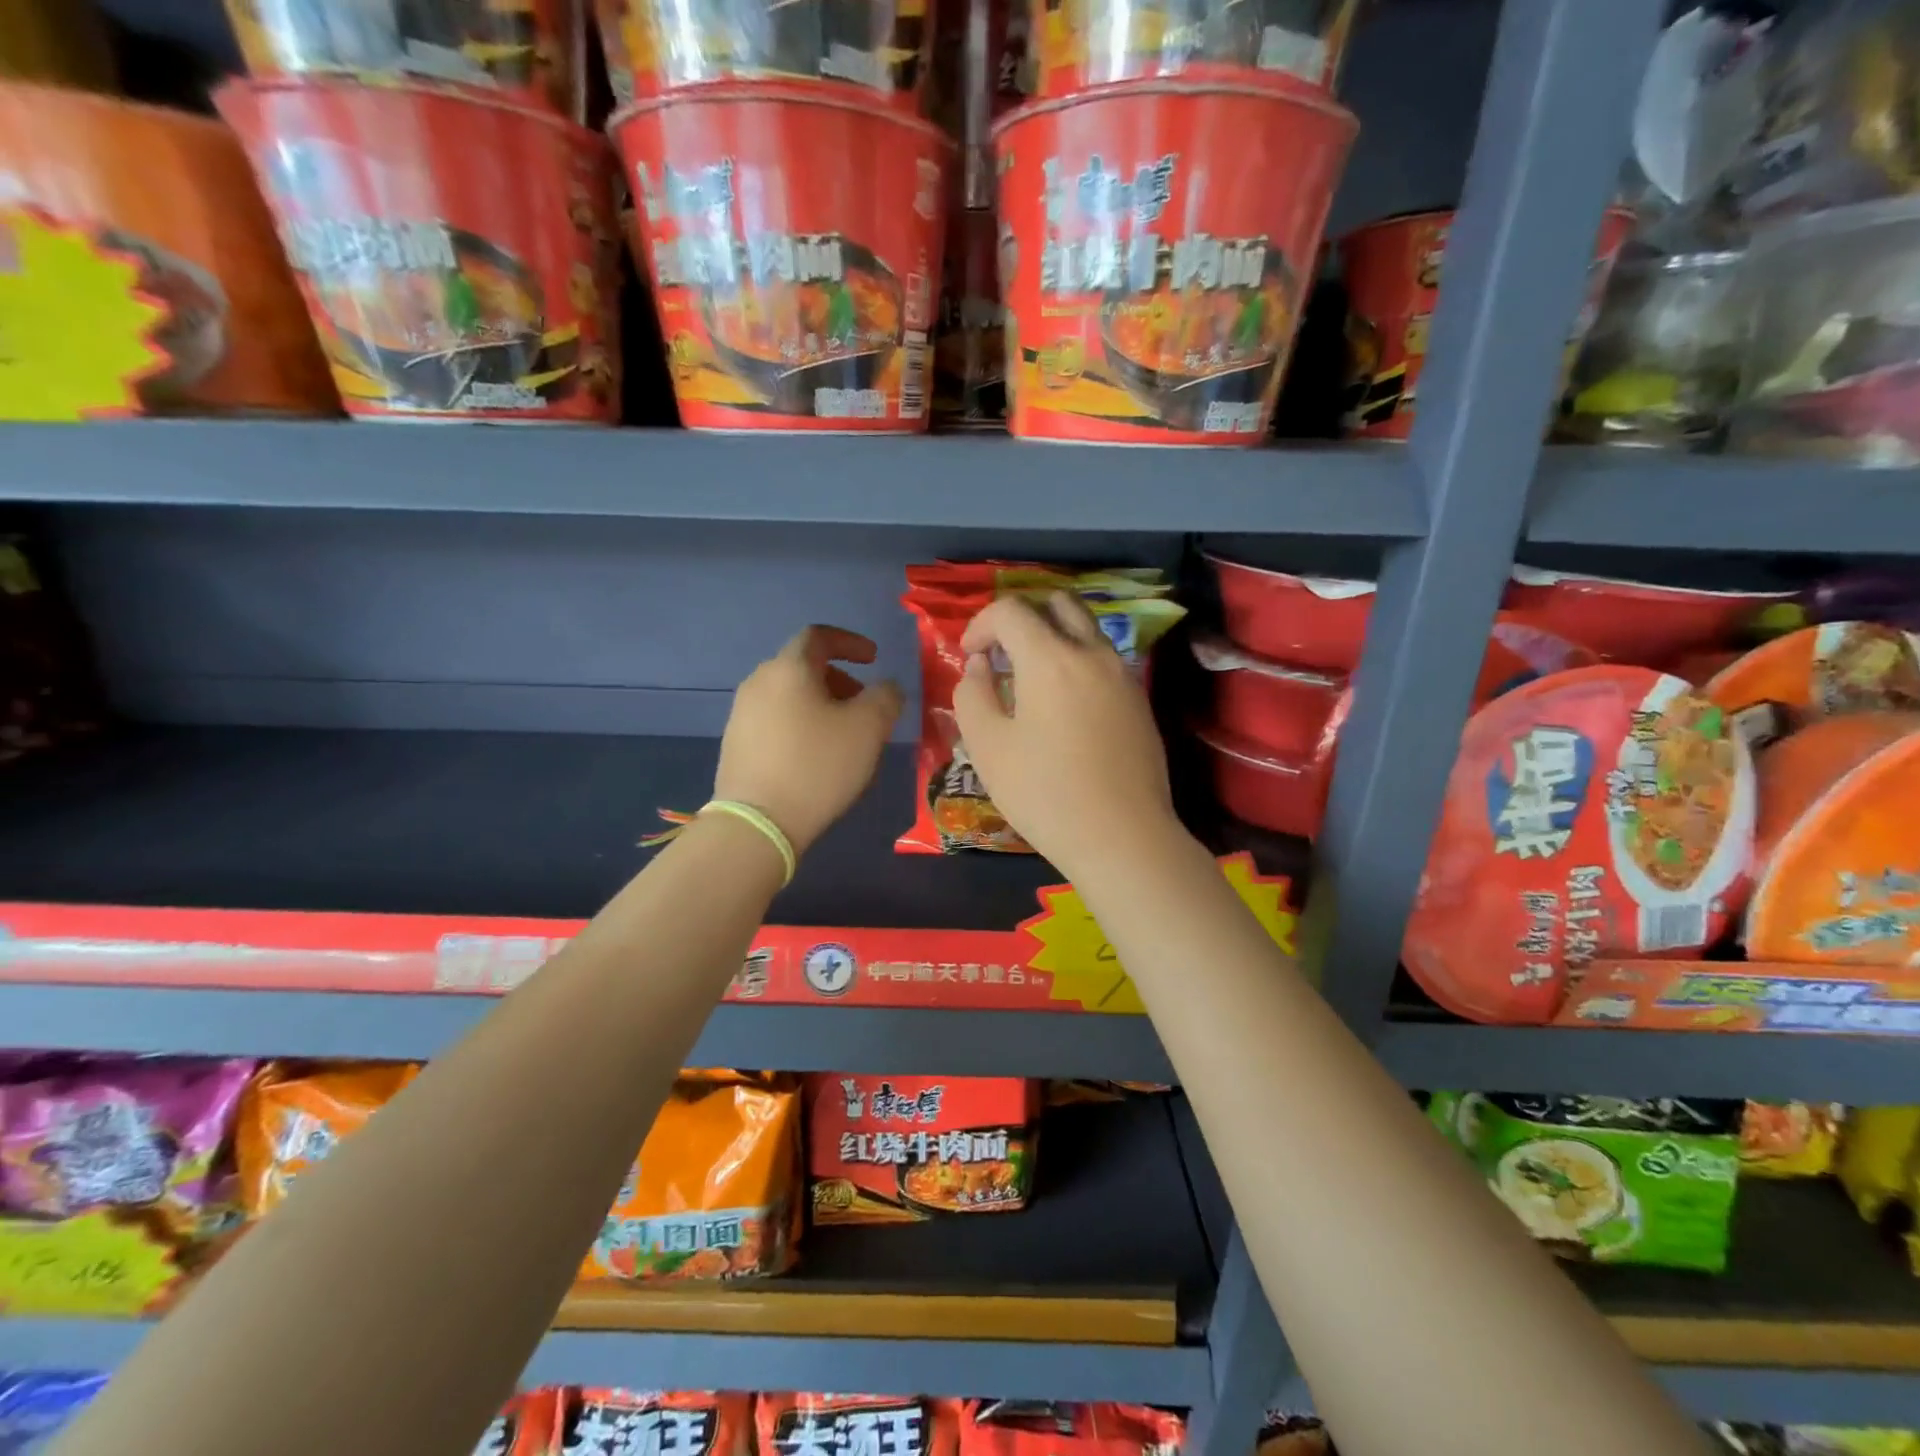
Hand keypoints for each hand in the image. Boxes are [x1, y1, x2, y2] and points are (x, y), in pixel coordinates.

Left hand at [714, 625, 902, 856]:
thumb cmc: (818, 766)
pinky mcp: (736, 745)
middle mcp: (758, 682)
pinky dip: (801, 726)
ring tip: (844, 737)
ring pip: (789, 696)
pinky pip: (776, 721)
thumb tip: (887, 688)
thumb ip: (886, 697)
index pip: (819, 636)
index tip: (874, 659)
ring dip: (821, 705)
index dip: (850, 642)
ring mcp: (742, 715)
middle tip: (863, 705)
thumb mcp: (869, 729)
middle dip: (839, 679)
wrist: (758, 823)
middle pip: (803, 667)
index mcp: (788, 668)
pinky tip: (816, 758)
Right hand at [953, 593, 1180, 878]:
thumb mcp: (988, 747)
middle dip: (1023, 617)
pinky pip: (1102, 660)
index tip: (969, 655)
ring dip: (1052, 638)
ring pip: (1086, 630)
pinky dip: (1076, 662)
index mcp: (1051, 658)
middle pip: (1058, 603)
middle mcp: (1092, 653)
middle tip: (1002, 654)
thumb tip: (979, 665)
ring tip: (1030, 680)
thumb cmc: (1044, 793)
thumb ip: (972, 694)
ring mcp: (1122, 676)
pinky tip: (1062, 706)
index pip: (1012, 610)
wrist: (1122, 836)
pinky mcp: (1138, 701)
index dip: (981, 624)